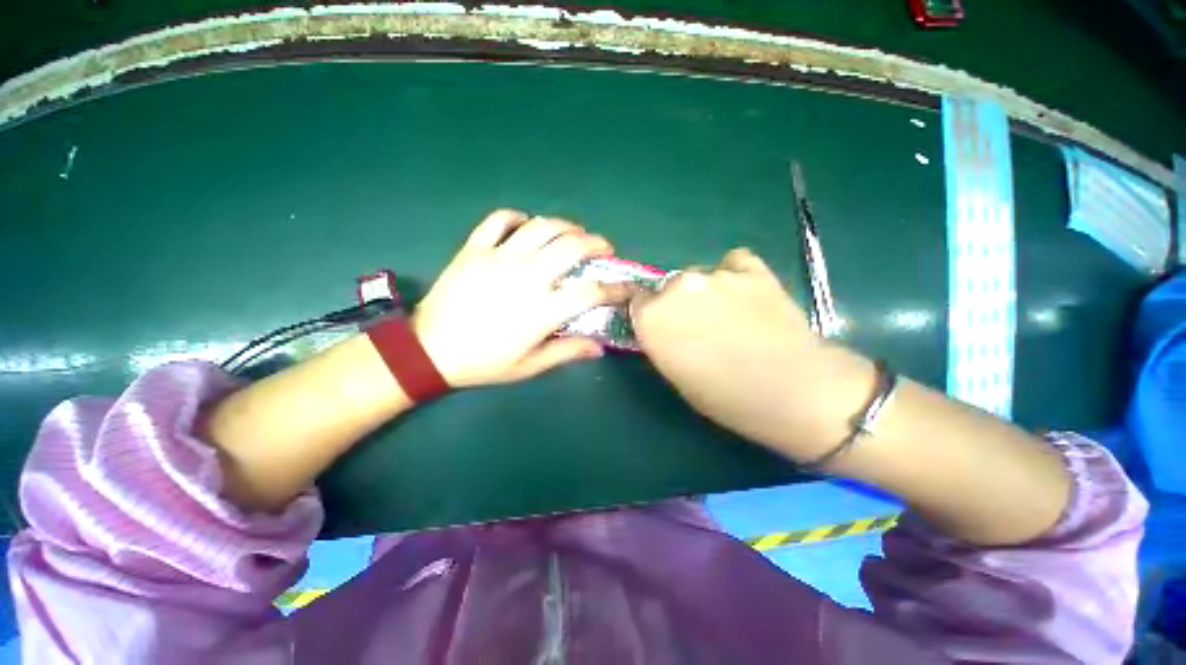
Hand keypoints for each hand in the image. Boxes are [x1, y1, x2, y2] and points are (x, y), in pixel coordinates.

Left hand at [413, 209, 631, 387]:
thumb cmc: (483, 362)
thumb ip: (566, 353)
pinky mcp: (475, 248)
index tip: (626, 287)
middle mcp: (527, 276)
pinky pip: (499, 220)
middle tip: (603, 249)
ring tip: (575, 232)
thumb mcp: (528, 366)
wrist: (430, 350)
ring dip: (566, 225)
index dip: (615, 288)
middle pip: (572, 247)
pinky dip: (517, 217)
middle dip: (596, 243)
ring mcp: (499, 257)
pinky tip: (526, 225)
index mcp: (543, 309)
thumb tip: (599, 348)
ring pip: (542, 227)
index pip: (591, 292)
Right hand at [630, 248, 874, 461]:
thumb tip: (666, 327)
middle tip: (701, 326)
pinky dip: (736, 275)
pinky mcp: (752, 269)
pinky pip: (734, 263)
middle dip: (678, 303)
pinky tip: (747, 294)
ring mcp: (715, 275)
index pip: (637, 302)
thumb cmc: (725, 396)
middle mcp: (677, 288)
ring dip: (707, 292)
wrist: (791, 390)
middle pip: (668, 287)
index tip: (664, 328)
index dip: (651, 316)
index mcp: (652, 317)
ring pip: (700, 276)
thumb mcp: (676, 375)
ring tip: (733, 314)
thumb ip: (662, 341)